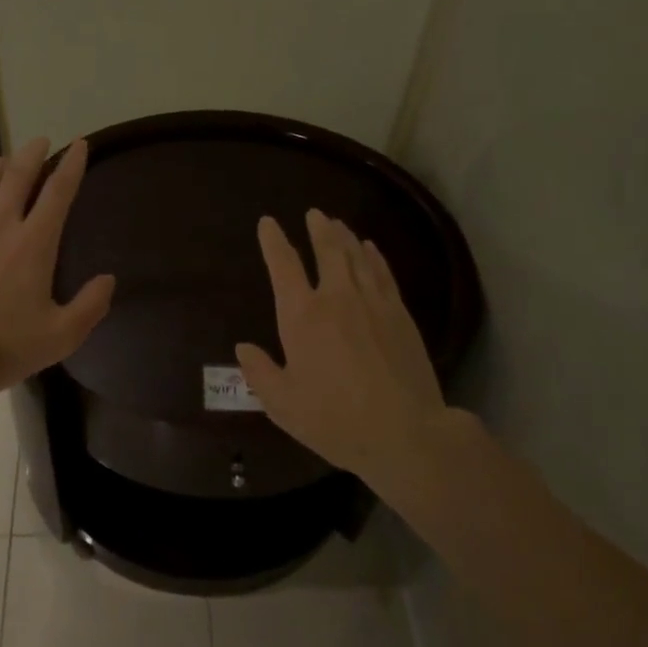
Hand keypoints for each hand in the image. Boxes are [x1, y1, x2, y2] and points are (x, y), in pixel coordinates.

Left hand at [0, 137, 115, 402]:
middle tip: (39, 140)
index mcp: (34, 243)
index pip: (58, 193)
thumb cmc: (5, 346)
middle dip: (31, 155)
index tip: (79, 144)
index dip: (71, 166)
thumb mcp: (61, 335)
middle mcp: (0, 227)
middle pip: (17, 178)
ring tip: (2, 160)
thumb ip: (90, 305)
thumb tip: (108, 279)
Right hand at [235, 209, 446, 487]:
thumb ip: (260, 372)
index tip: (268, 223)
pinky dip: (374, 256)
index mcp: (302, 315)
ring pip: (356, 256)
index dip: (274, 241)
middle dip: (318, 229)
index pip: (284, 266)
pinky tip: (371, 249)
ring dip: (345, 237)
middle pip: (327, 250)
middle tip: (314, 213)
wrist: (405, 433)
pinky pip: (383, 273)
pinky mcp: (400, 314)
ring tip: (338, 223)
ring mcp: (372, 302)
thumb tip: (242, 347)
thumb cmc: (335, 420)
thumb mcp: (283, 405)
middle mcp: (336, 297)